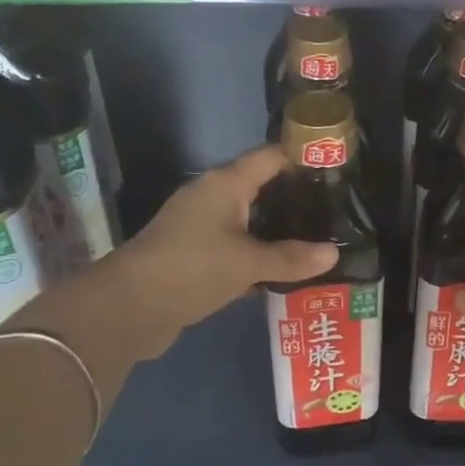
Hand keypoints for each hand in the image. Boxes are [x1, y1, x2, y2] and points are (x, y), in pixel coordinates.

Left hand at [81, 146, 335, 361]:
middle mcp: (212, 198)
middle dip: (296, 197)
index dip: (302, 156)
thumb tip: (334, 253)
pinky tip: (287, 269)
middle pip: (261, 188)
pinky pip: (238, 247)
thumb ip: (291, 258)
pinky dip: (260, 255)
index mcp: (224, 184)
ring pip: (250, 221)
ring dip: (279, 230)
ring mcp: (201, 227)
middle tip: (337, 209)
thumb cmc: (191, 269)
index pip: (270, 157)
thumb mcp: (247, 262)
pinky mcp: (196, 256)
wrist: (127, 309)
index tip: (336, 165)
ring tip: (320, 237)